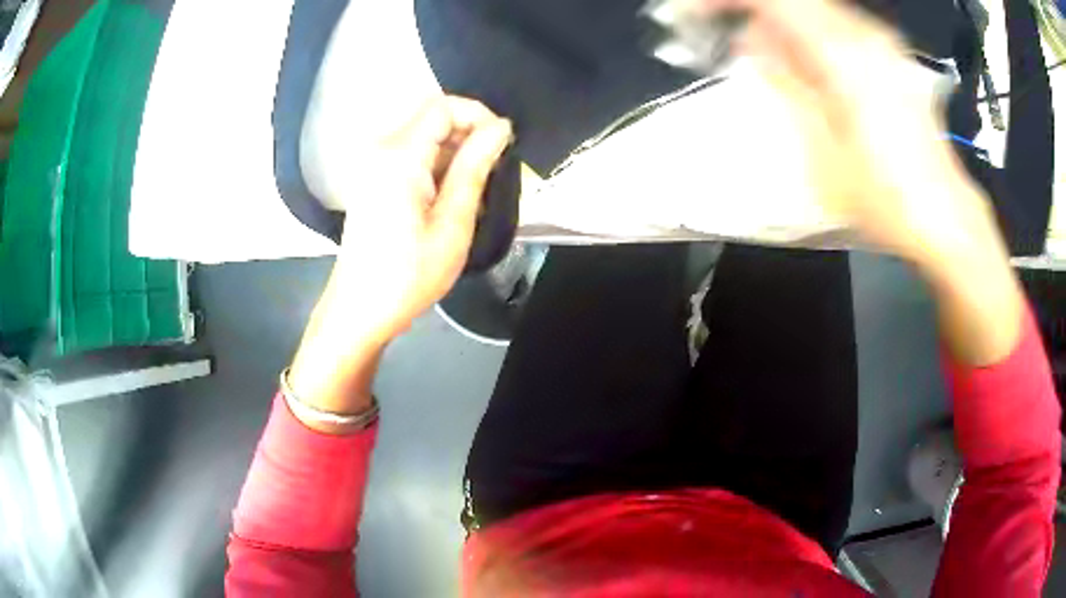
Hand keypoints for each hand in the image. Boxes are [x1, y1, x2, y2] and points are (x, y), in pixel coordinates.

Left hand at [327, 96, 513, 342]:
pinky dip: (438, 167)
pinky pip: (413, 156)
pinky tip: (450, 198)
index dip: (479, 116)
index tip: (503, 145)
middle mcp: (381, 150)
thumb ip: (475, 167)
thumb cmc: (408, 275)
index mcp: (398, 156)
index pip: (443, 106)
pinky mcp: (374, 179)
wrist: (359, 309)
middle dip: (469, 135)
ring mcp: (374, 165)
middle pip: (433, 118)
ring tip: (476, 190)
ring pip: (425, 138)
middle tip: (494, 172)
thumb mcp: (452, 223)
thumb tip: (500, 128)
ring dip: (456, 153)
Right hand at [700, 0, 1021, 364]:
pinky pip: (842, 25)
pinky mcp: (893, 59)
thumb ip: (785, 83)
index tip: (700, 12)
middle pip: (797, 0)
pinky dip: (814, 31)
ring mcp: (883, 45)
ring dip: (784, 21)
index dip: (730, 0)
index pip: (773, 0)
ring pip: (820, 10)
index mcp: (841, 56)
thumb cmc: (885, 196)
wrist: (946, 216)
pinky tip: (808, 60)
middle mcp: (864, 37)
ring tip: (765, 51)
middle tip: (730, 33)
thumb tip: (750, 43)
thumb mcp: (824, 150)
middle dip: (756, 10)